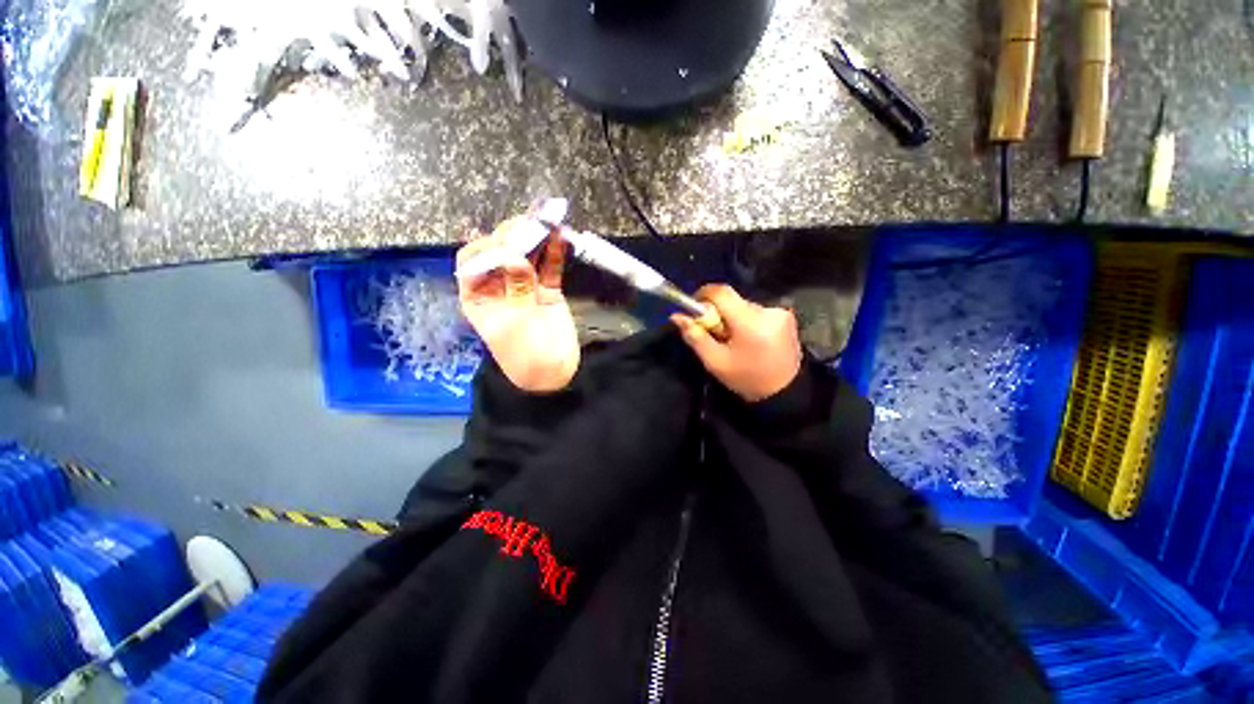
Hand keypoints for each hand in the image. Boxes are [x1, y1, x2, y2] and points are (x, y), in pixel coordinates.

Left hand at [456, 217, 578, 392]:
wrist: (554, 374)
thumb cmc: (524, 355)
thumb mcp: (514, 324)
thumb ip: (516, 289)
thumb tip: (514, 255)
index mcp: (478, 296)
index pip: (474, 262)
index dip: (487, 248)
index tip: (506, 243)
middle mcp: (499, 286)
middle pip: (502, 253)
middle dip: (514, 236)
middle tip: (530, 222)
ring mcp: (525, 286)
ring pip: (528, 256)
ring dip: (536, 238)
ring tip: (546, 220)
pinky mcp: (548, 289)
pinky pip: (550, 267)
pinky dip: (554, 253)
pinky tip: (559, 237)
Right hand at [671, 285, 801, 401]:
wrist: (785, 393)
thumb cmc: (746, 379)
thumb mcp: (715, 362)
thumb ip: (695, 336)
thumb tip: (676, 316)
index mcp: (750, 323)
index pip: (722, 293)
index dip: (703, 295)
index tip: (695, 310)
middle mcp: (768, 311)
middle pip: (732, 300)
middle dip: (718, 313)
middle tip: (715, 334)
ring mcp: (781, 312)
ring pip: (743, 305)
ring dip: (733, 317)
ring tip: (734, 340)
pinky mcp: (786, 316)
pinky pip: (756, 310)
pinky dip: (746, 320)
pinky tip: (749, 339)